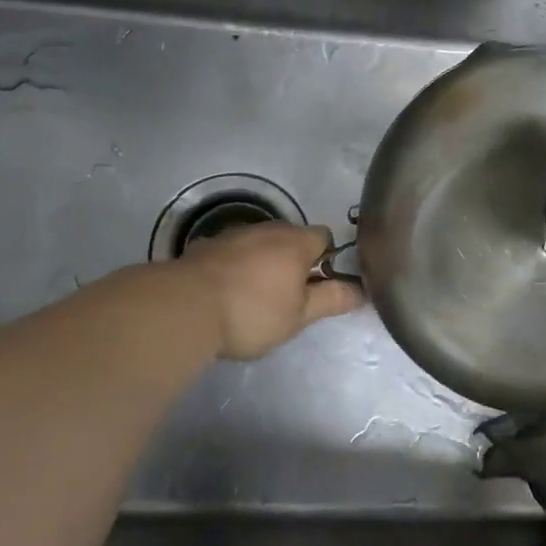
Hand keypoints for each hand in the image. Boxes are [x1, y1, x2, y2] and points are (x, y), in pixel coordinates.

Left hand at [179, 222, 363, 360]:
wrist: (184, 308)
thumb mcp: (299, 316)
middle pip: (291, 238)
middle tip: (291, 295)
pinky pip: (231, 252)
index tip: (321, 283)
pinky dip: (235, 266)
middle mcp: (268, 229)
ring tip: (256, 295)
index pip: (324, 236)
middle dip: (294, 260)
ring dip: (263, 261)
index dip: (327, 257)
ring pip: (260, 243)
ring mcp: (234, 234)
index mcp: (296, 242)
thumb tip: (360, 290)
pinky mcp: (206, 246)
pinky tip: (226, 291)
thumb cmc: (252, 312)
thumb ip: (331, 299)